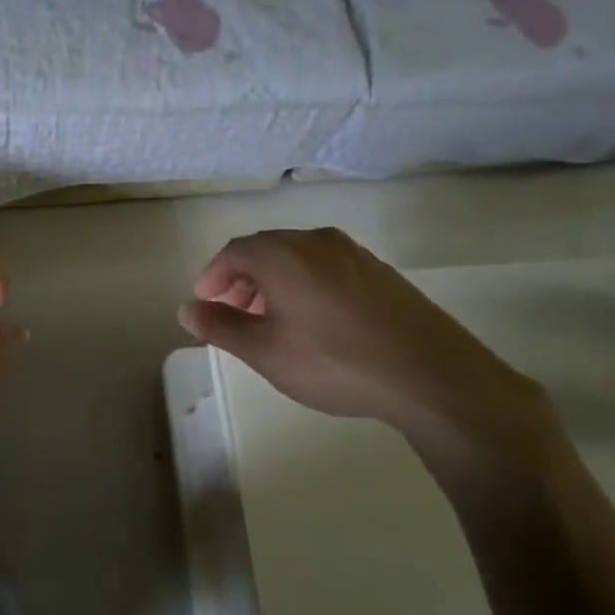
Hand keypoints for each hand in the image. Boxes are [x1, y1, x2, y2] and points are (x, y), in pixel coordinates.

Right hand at [178, 228, 562, 480]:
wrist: (427, 373)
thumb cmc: (333, 361)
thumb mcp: (265, 351)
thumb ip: (221, 326)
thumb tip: (187, 308)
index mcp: (282, 253)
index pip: (234, 252)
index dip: (213, 277)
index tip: (205, 305)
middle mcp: (316, 241)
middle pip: (266, 250)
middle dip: (242, 280)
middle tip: (233, 314)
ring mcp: (353, 253)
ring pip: (298, 258)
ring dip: (274, 283)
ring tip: (270, 321)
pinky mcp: (380, 272)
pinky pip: (326, 268)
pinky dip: (305, 286)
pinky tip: (314, 322)